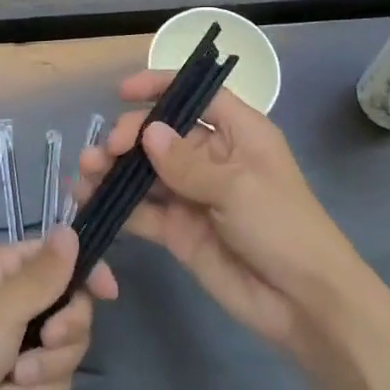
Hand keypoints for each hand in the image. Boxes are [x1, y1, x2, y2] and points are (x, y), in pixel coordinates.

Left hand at [0, 226, 116, 389]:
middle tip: (46, 341)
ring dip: (48, 367)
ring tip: (15, 380)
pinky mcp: (25, 382)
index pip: (58, 257)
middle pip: (72, 305)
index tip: (108, 294)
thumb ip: (43, 275)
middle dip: (65, 331)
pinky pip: (58, 379)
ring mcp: (21, 343)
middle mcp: (15, 301)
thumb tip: (70, 229)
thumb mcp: (2, 311)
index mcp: (3, 271)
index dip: (86, 272)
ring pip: (69, 346)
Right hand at [75, 70, 361, 354]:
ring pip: (146, 172)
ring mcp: (193, 195)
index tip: (123, 91)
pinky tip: (89, 200)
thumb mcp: (238, 187)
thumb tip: (148, 132)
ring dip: (115, 169)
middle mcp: (212, 158)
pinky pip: (143, 211)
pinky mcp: (179, 230)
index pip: (197, 96)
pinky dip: (117, 205)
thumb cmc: (283, 228)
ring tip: (85, 172)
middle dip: (130, 136)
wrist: (303, 303)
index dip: (161, 87)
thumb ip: (187, 163)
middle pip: (163, 134)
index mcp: (238, 133)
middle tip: (106, 151)